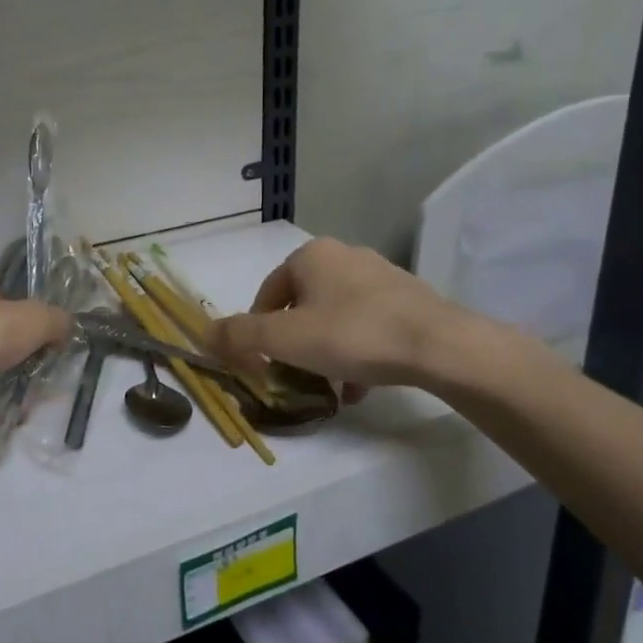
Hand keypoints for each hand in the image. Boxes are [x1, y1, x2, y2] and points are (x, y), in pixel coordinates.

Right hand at [207, 238, 508, 395]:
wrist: (439, 345)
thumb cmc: (353, 334)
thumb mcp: (285, 339)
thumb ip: (240, 336)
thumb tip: (203, 334)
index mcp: (311, 255)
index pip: (268, 293)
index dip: (258, 330)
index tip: (263, 363)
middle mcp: (344, 256)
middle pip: (302, 305)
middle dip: (295, 344)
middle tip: (295, 375)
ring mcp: (380, 275)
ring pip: (336, 317)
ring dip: (325, 351)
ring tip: (330, 387)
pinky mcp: (408, 298)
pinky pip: (368, 324)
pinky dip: (356, 352)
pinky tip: (360, 386)